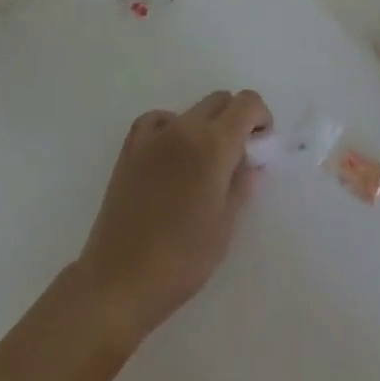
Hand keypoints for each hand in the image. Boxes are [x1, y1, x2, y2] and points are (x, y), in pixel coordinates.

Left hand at [73, 90, 272, 348]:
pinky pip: (160, 119)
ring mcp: (154, 134)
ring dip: (206, 126)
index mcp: (213, 145)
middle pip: (220, 100)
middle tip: (236, 156)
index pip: (247, 103)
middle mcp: (185, 128)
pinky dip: (173, 128)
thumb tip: (251, 162)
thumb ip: (241, 184)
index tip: (260, 144)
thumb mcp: (224, 227)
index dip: (260, 117)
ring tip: (201, 165)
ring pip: (192, 109)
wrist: (118, 280)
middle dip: (235, 119)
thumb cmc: (181, 260)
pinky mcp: (131, 146)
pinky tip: (172, 156)